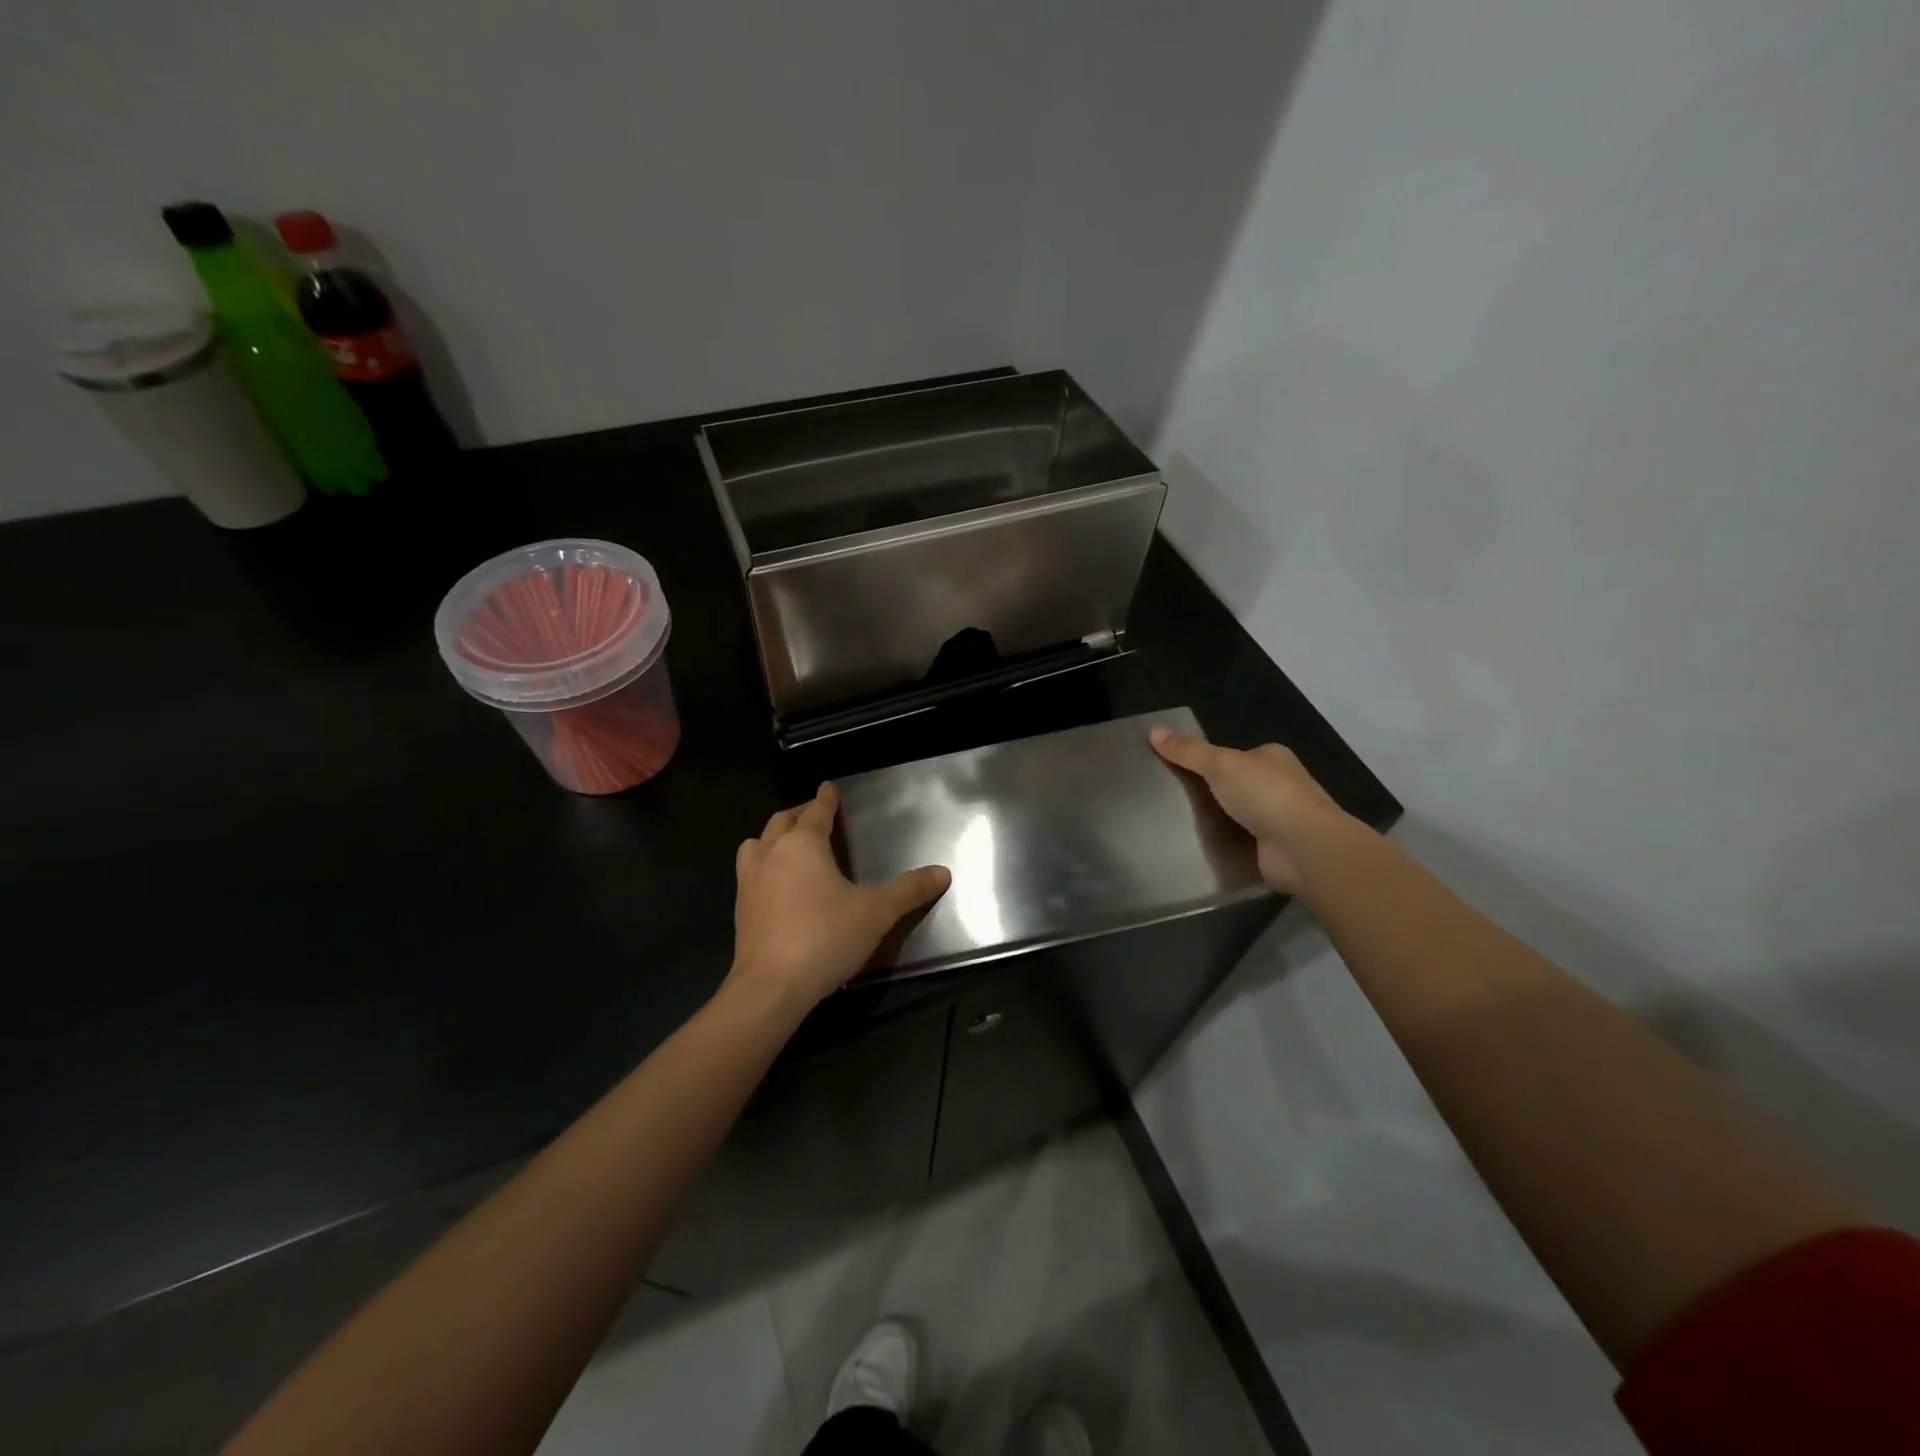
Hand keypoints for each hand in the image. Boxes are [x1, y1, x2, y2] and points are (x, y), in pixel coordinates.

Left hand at [728, 782, 950, 1014]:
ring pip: (756, 845)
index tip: (830, 787)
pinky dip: (764, 866)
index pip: (816, 811)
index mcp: (802, 844)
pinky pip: (750, 873)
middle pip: (782, 821)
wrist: (771, 987)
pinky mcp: (741, 910)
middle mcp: (771, 854)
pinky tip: (779, 885)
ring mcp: (750, 882)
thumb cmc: (825, 937)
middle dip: (800, 814)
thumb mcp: (877, 912)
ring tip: (790, 845)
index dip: (826, 799)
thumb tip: (943, 873)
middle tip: (816, 814)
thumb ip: (909, 890)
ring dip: (773, 838)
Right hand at [1150, 726, 1354, 894]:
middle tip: (1171, 799)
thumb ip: (1188, 750)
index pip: (1235, 754)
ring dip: (1216, 821)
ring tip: (1176, 823)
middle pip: (1235, 785)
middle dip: (1209, 792)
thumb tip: (1153, 730)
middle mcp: (1280, 786)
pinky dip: (1224, 844)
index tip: (1177, 770)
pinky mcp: (1274, 849)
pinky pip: (1241, 842)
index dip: (1207, 760)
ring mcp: (1279, 819)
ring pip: (1237, 815)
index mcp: (1272, 758)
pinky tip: (1199, 847)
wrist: (1303, 848)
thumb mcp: (1220, 764)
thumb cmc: (1265, 795)